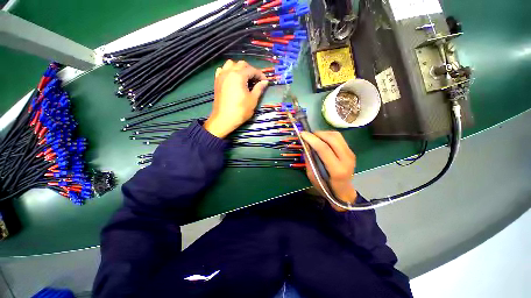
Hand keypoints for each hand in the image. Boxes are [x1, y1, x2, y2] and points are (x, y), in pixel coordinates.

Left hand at [203, 60, 267, 137]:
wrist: (224, 119)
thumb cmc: (240, 110)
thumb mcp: (253, 100)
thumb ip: (259, 88)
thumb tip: (265, 82)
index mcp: (239, 75)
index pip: (252, 70)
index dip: (260, 75)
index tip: (265, 82)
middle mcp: (229, 72)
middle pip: (242, 64)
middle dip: (251, 70)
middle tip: (256, 80)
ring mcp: (221, 76)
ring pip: (231, 64)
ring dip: (239, 68)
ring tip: (244, 78)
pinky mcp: (217, 81)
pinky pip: (222, 70)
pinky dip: (228, 71)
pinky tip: (232, 79)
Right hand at [300, 131, 356, 211]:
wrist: (344, 191)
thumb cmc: (326, 187)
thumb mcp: (313, 177)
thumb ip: (309, 161)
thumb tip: (305, 145)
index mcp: (337, 170)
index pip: (324, 149)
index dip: (312, 139)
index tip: (302, 134)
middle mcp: (347, 159)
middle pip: (332, 138)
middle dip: (317, 134)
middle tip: (307, 135)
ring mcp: (351, 154)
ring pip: (337, 136)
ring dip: (323, 133)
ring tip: (314, 137)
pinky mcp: (351, 151)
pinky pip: (339, 138)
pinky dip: (328, 135)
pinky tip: (321, 139)